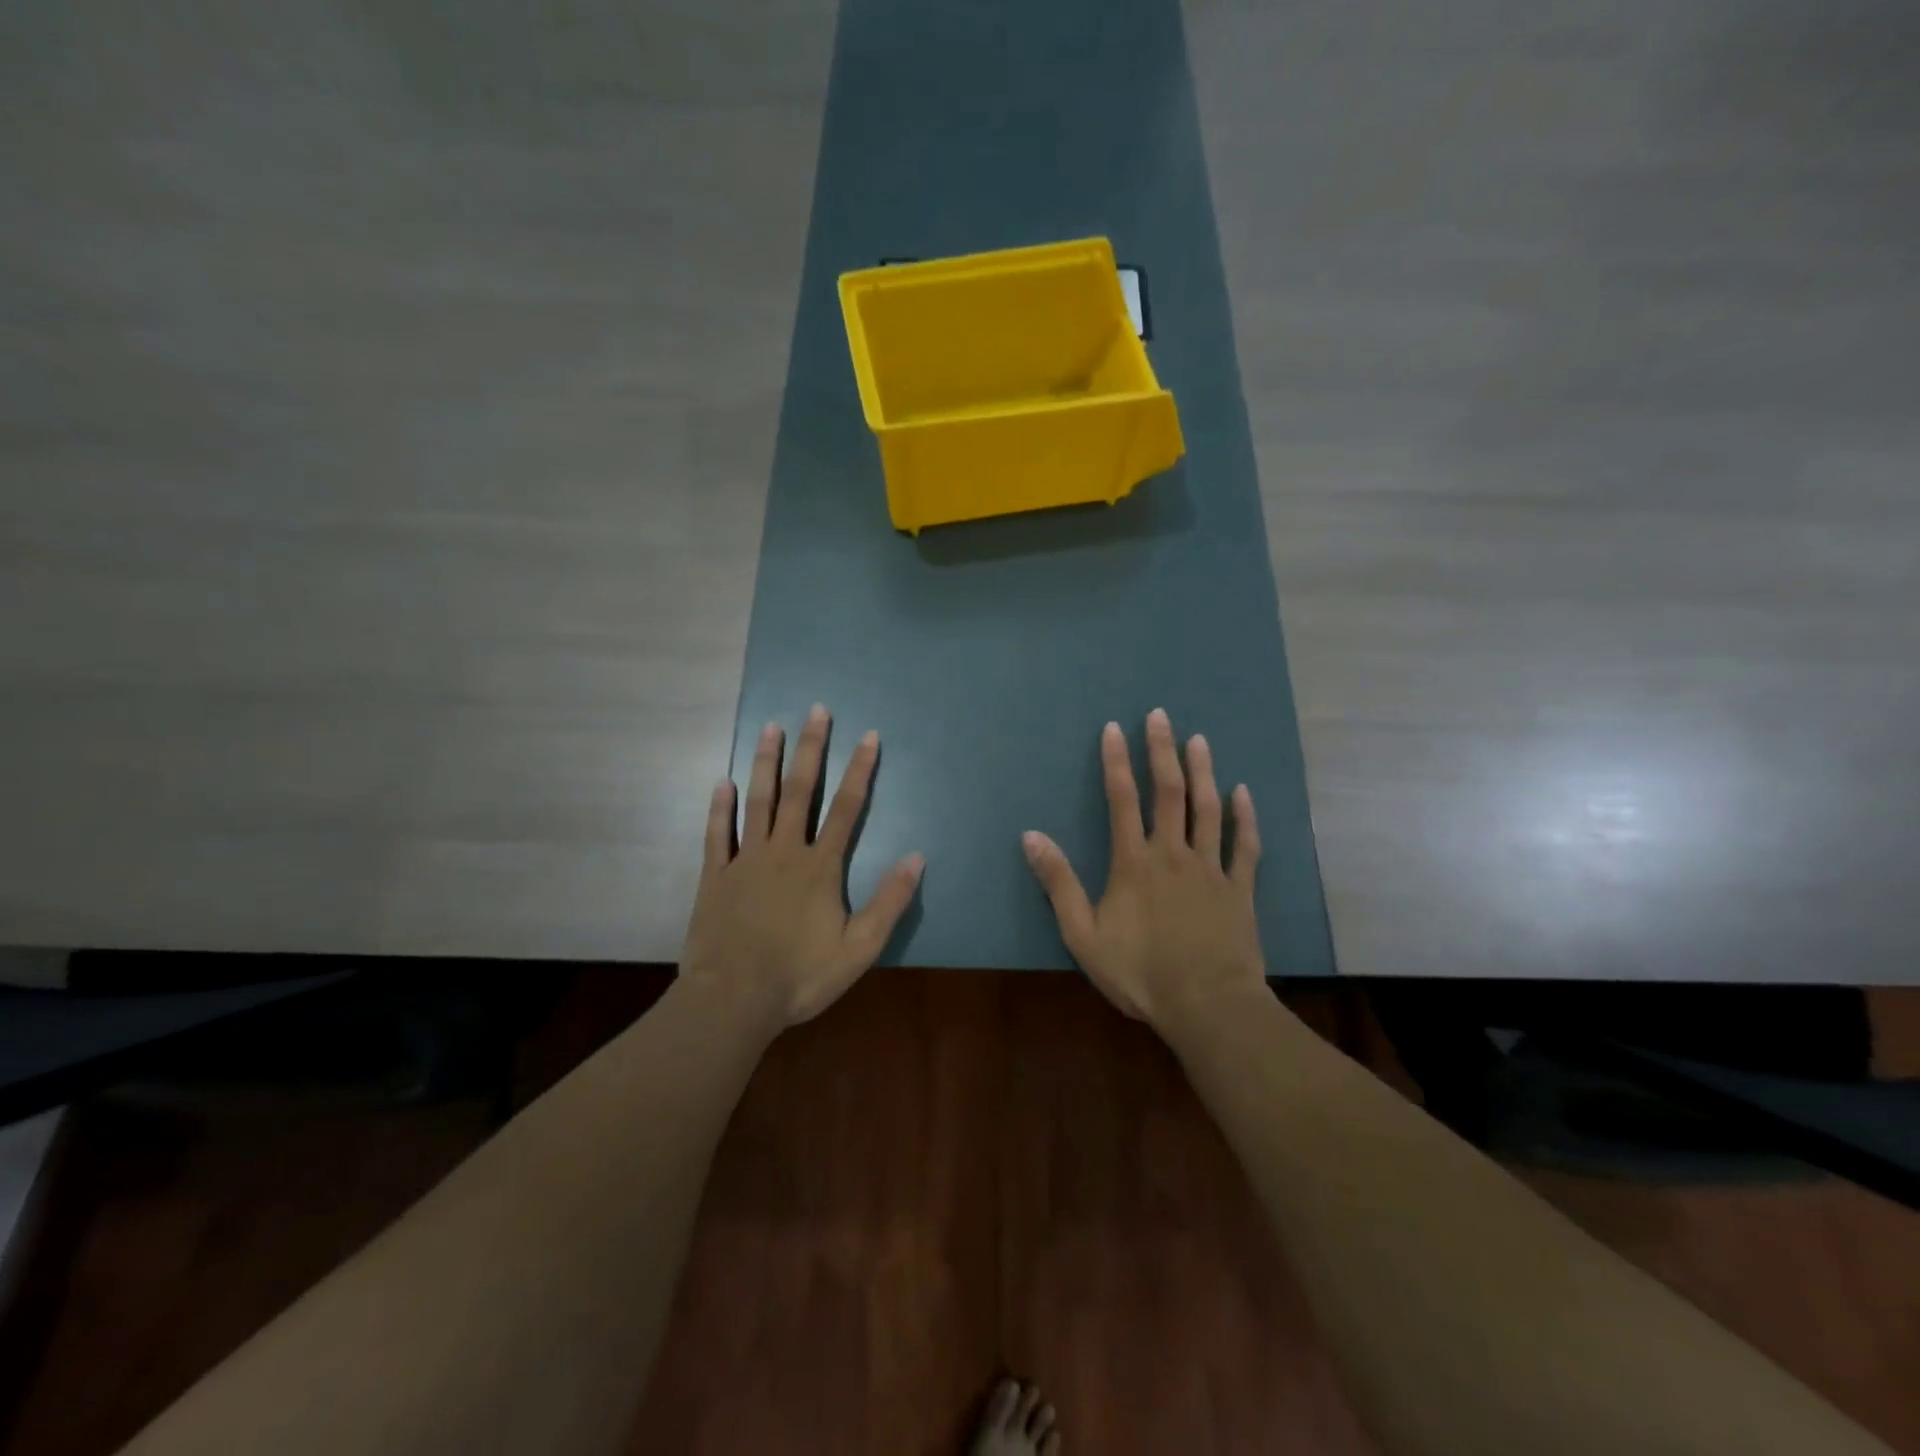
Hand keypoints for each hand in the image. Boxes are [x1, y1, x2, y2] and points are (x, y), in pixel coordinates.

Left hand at [680, 704, 924, 1029]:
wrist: (734, 1000)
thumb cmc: (800, 976)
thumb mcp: (859, 948)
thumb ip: (889, 901)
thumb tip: (917, 856)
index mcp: (820, 867)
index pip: (847, 808)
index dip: (860, 770)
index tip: (868, 736)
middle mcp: (784, 851)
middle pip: (801, 791)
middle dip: (811, 749)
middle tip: (816, 710)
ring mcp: (745, 860)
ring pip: (758, 801)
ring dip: (766, 763)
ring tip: (770, 727)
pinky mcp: (715, 876)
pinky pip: (716, 834)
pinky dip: (719, 807)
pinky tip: (721, 782)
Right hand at [1022, 708, 1265, 1029]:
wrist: (1207, 1006)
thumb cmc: (1140, 973)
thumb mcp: (1083, 934)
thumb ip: (1059, 883)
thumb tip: (1031, 836)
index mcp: (1134, 863)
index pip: (1121, 800)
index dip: (1116, 761)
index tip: (1114, 728)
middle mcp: (1173, 854)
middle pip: (1168, 792)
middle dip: (1162, 751)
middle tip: (1160, 716)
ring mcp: (1211, 869)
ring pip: (1208, 810)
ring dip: (1203, 772)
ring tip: (1199, 740)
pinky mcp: (1240, 889)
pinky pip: (1246, 846)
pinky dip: (1245, 817)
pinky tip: (1243, 793)